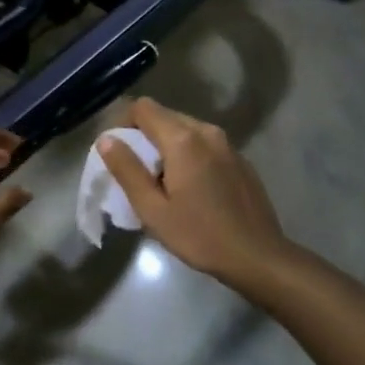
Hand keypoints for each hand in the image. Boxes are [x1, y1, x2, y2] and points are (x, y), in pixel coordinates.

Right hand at [99, 98, 294, 289]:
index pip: (143, 108)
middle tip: (136, 171)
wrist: (257, 256)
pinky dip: (189, 155)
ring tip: (162, 182)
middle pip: (165, 116)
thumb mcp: (152, 209)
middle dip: (144, 136)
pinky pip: (205, 144)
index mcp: (182, 139)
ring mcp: (227, 144)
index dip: (123, 122)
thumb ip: (127, 170)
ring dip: (167, 146)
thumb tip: (107, 140)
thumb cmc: (199, 235)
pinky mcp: (239, 159)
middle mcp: (206, 131)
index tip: (117, 151)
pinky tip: (192, 189)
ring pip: (186, 130)